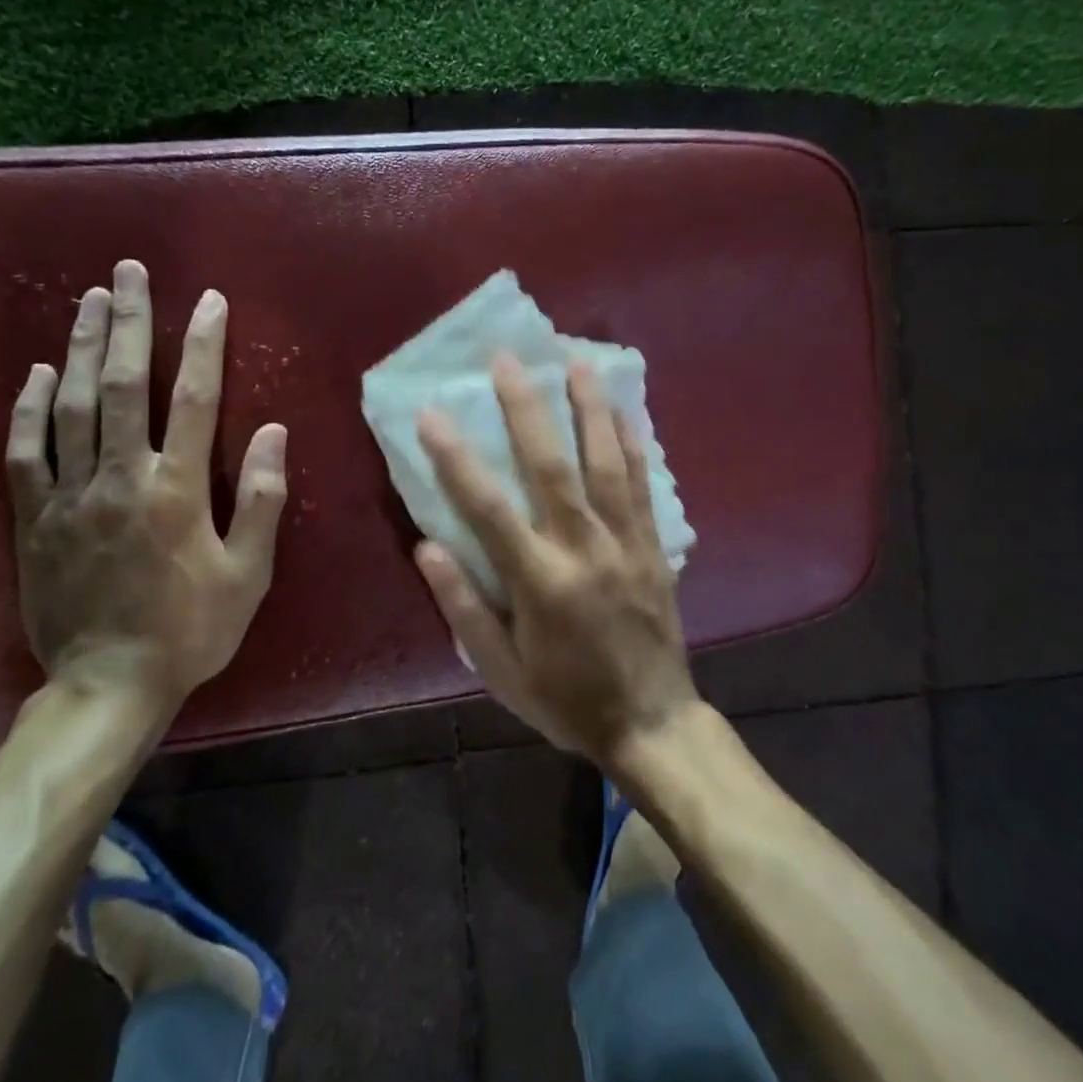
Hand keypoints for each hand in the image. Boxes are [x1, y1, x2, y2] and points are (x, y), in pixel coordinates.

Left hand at [5, 260, 286, 716]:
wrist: (108, 686)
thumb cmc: (192, 630)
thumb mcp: (248, 574)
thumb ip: (260, 500)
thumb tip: (270, 430)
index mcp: (176, 491)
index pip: (193, 399)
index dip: (202, 345)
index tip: (208, 300)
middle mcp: (120, 479)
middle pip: (124, 386)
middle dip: (130, 323)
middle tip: (128, 273)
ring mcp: (70, 496)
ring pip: (72, 406)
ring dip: (83, 348)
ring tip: (90, 300)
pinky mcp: (35, 519)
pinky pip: (25, 452)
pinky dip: (30, 408)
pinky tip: (41, 373)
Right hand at [414, 354, 696, 766]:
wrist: (652, 721)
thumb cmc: (566, 700)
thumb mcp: (502, 672)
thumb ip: (464, 609)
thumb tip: (428, 546)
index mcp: (540, 582)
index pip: (489, 508)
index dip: (457, 459)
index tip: (431, 415)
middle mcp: (584, 549)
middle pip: (551, 466)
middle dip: (526, 408)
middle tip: (508, 359)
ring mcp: (626, 543)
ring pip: (605, 463)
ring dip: (589, 408)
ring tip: (575, 361)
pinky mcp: (655, 546)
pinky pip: (644, 486)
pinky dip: (634, 444)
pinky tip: (626, 411)